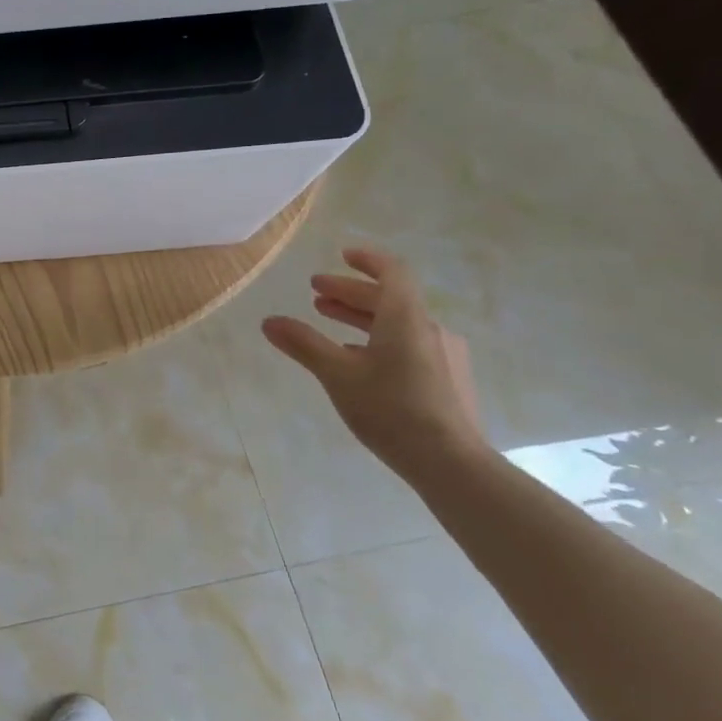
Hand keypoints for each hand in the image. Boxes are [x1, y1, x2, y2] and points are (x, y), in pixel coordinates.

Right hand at [261, 246, 488, 482]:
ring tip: (330, 323)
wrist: (453, 464)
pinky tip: (359, 361)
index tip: (343, 255)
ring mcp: (445, 356)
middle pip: (390, 299)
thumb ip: (303, 344)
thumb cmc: (391, 409)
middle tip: (316, 294)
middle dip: (350, 293)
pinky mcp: (449, 381)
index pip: (392, 272)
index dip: (367, 260)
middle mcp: (429, 329)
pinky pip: (410, 345)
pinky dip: (380, 340)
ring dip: (362, 318)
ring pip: (399, 324)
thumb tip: (269, 321)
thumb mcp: (336, 374)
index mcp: (405, 318)